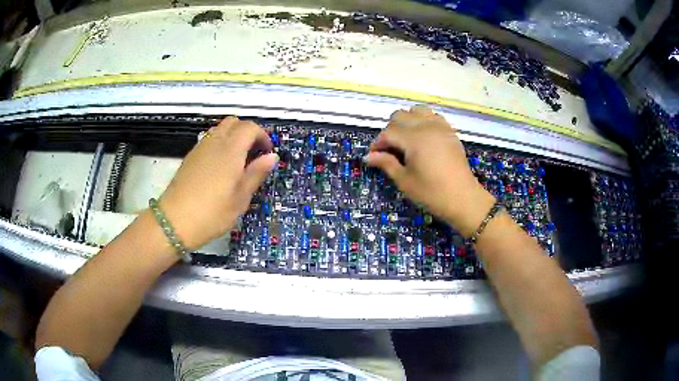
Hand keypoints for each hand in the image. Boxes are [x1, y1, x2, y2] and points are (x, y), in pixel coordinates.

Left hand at [158, 117, 277, 248]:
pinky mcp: (190, 157)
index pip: (250, 128)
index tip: (267, 153)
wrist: (174, 221)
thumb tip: (272, 156)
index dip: (262, 136)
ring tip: (238, 161)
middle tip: (254, 154)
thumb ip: (256, 173)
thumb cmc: (212, 213)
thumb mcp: (240, 199)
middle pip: (234, 122)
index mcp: (230, 150)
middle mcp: (215, 142)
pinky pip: (209, 139)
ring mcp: (200, 148)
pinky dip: (220, 144)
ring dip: (233, 137)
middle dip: (247, 132)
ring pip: (220, 129)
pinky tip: (220, 167)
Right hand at [365, 106, 494, 236]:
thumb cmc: (432, 193)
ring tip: (406, 140)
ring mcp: (440, 126)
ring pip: (417, 111)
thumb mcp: (405, 181)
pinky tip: (422, 137)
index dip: (378, 143)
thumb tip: (368, 156)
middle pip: (400, 116)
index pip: (388, 132)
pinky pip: (432, 116)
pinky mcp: (449, 131)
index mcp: (414, 138)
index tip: (374, 156)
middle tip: (389, 150)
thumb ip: (386, 163)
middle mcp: (426, 126)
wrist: (463, 198)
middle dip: (390, 130)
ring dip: (407, 121)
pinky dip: (423, 121)